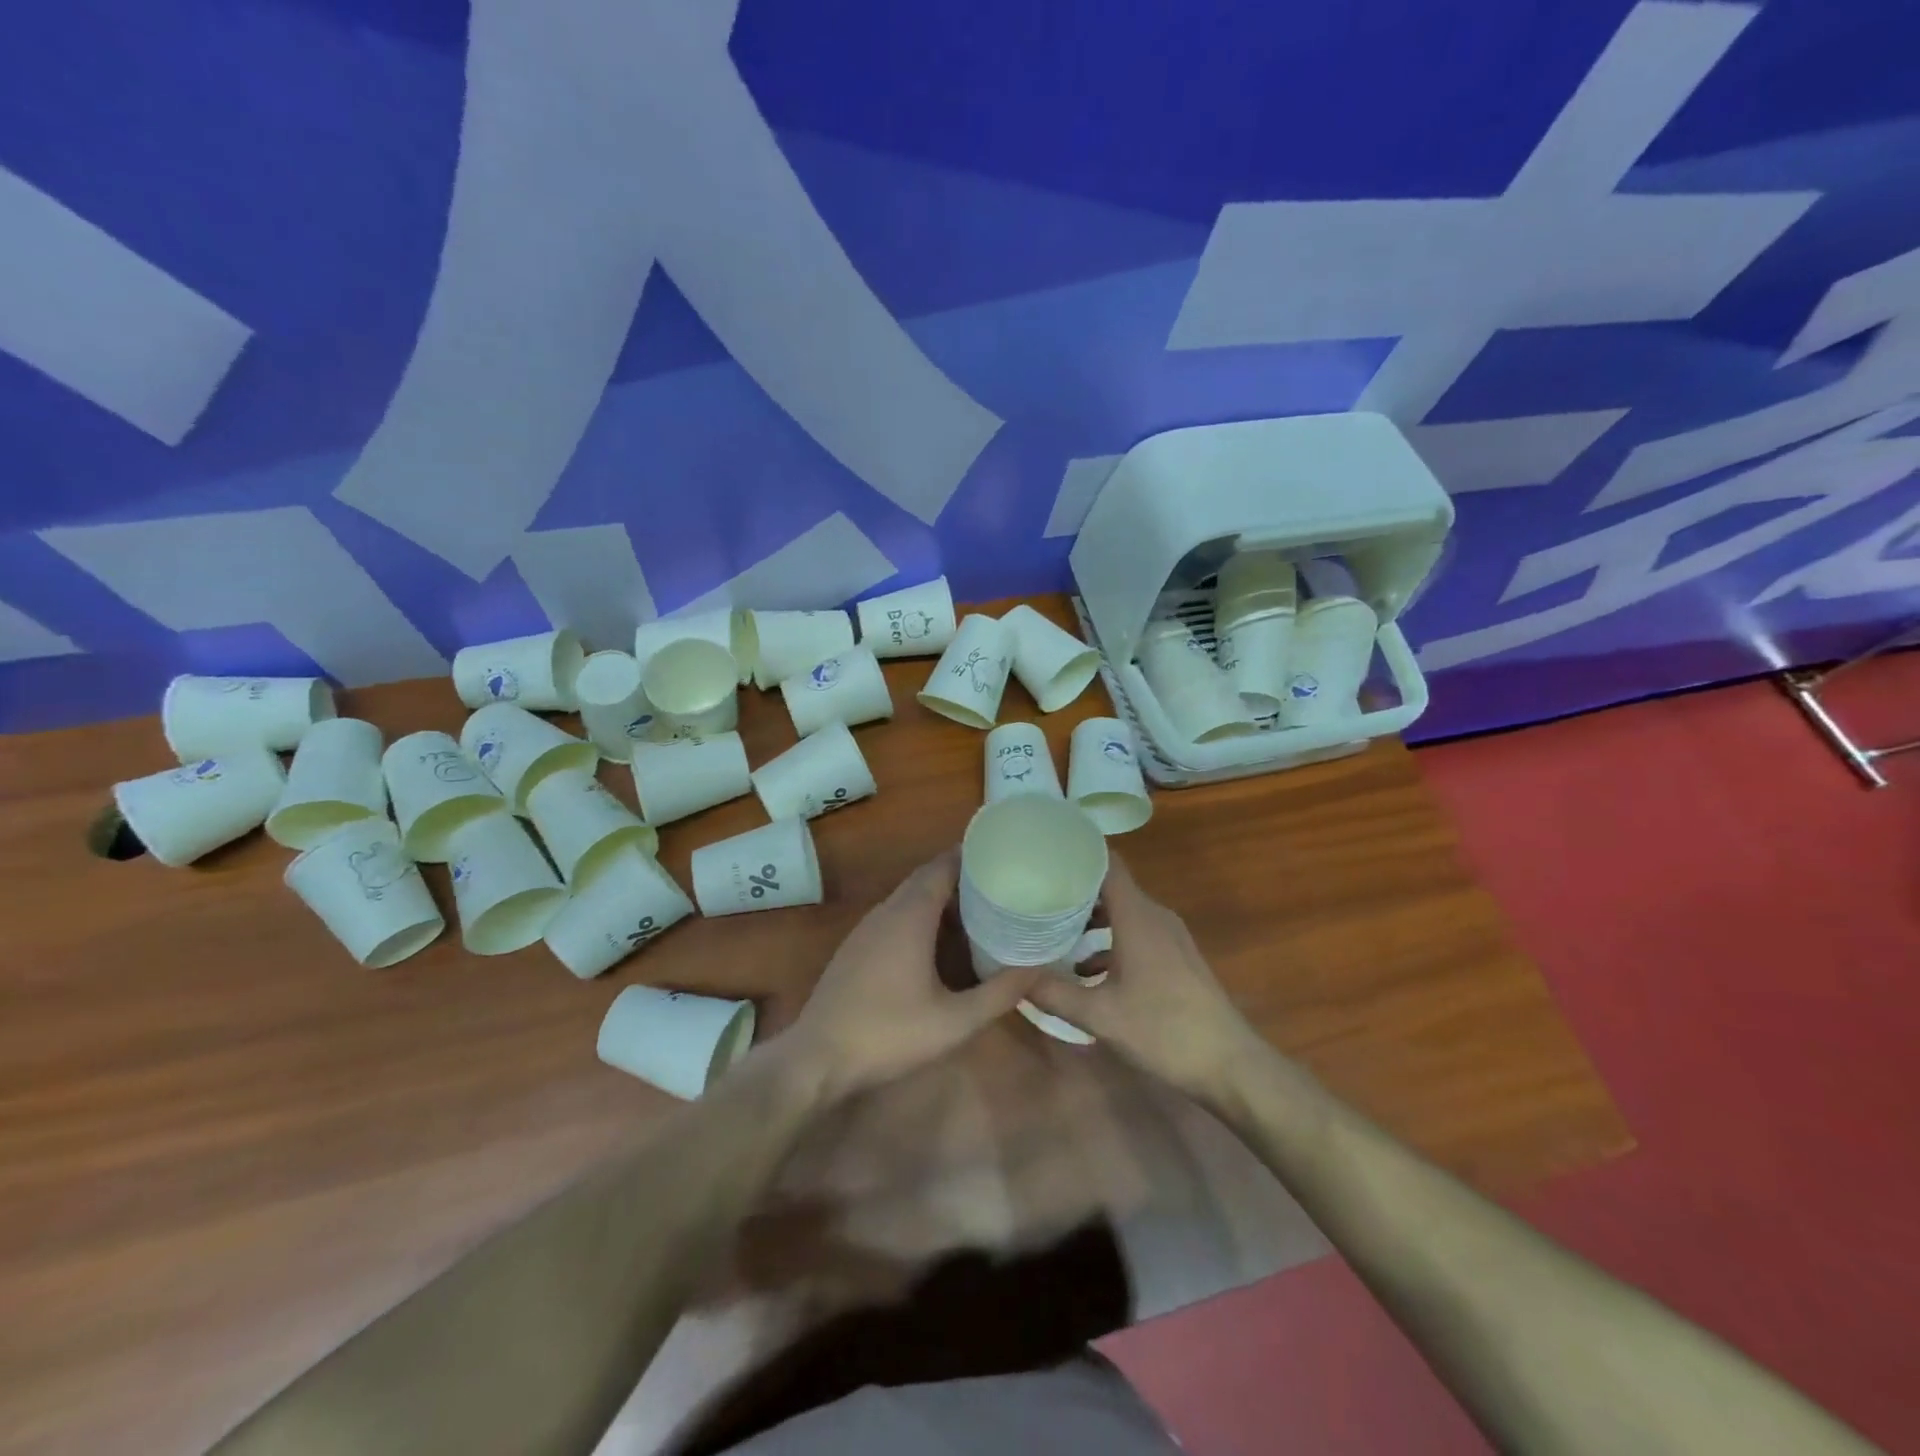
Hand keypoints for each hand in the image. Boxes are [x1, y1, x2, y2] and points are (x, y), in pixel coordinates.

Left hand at [777, 851, 1038, 1101]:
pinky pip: (895, 916)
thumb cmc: (888, 1034)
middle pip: (926, 878)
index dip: (970, 856)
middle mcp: (886, 912)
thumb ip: (999, 994)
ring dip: (941, 898)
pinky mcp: (856, 948)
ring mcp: (866, 929)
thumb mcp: (954, 1022)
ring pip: (909, 898)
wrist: (817, 1059)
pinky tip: (940, 943)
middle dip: (961, 876)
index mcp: (909, 916)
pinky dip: (922, 916)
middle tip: (999, 883)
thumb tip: (1038, 970)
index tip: (1002, 855)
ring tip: (979, 909)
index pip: (942, 867)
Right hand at [1025, 854, 1267, 1102]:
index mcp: (1137, 916)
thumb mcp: (1100, 1016)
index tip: (1045, 852)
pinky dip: (1109, 941)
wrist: (1230, 1066)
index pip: (1108, 863)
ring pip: (1123, 912)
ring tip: (1052, 930)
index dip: (1078, 852)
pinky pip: (1136, 933)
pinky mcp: (1176, 958)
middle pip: (1111, 886)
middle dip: (1074, 888)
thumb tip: (1014, 976)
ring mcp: (1169, 937)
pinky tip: (1086, 970)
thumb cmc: (1164, 1031)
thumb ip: (1054, 993)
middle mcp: (1154, 917)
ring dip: (1091, 918)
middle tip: (1035, 892)